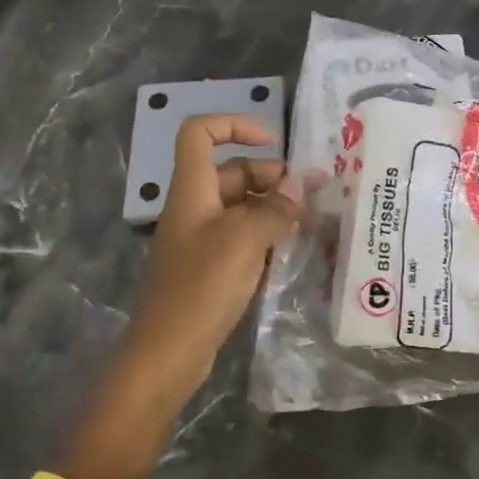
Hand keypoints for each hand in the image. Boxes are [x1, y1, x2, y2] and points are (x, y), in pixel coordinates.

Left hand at [127, 114, 303, 384]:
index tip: (273, 143)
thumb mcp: (245, 240)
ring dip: (273, 208)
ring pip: (241, 206)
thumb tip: (300, 185)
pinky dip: (265, 236)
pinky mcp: (210, 266)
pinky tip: (290, 251)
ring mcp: (201, 238)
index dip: (235, 125)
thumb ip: (275, 208)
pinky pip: (241, 236)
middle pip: (232, 171)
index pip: (201, 133)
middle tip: (309, 197)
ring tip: (308, 223)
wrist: (168, 353)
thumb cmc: (202, 287)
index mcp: (192, 189)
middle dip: (271, 177)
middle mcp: (194, 207)